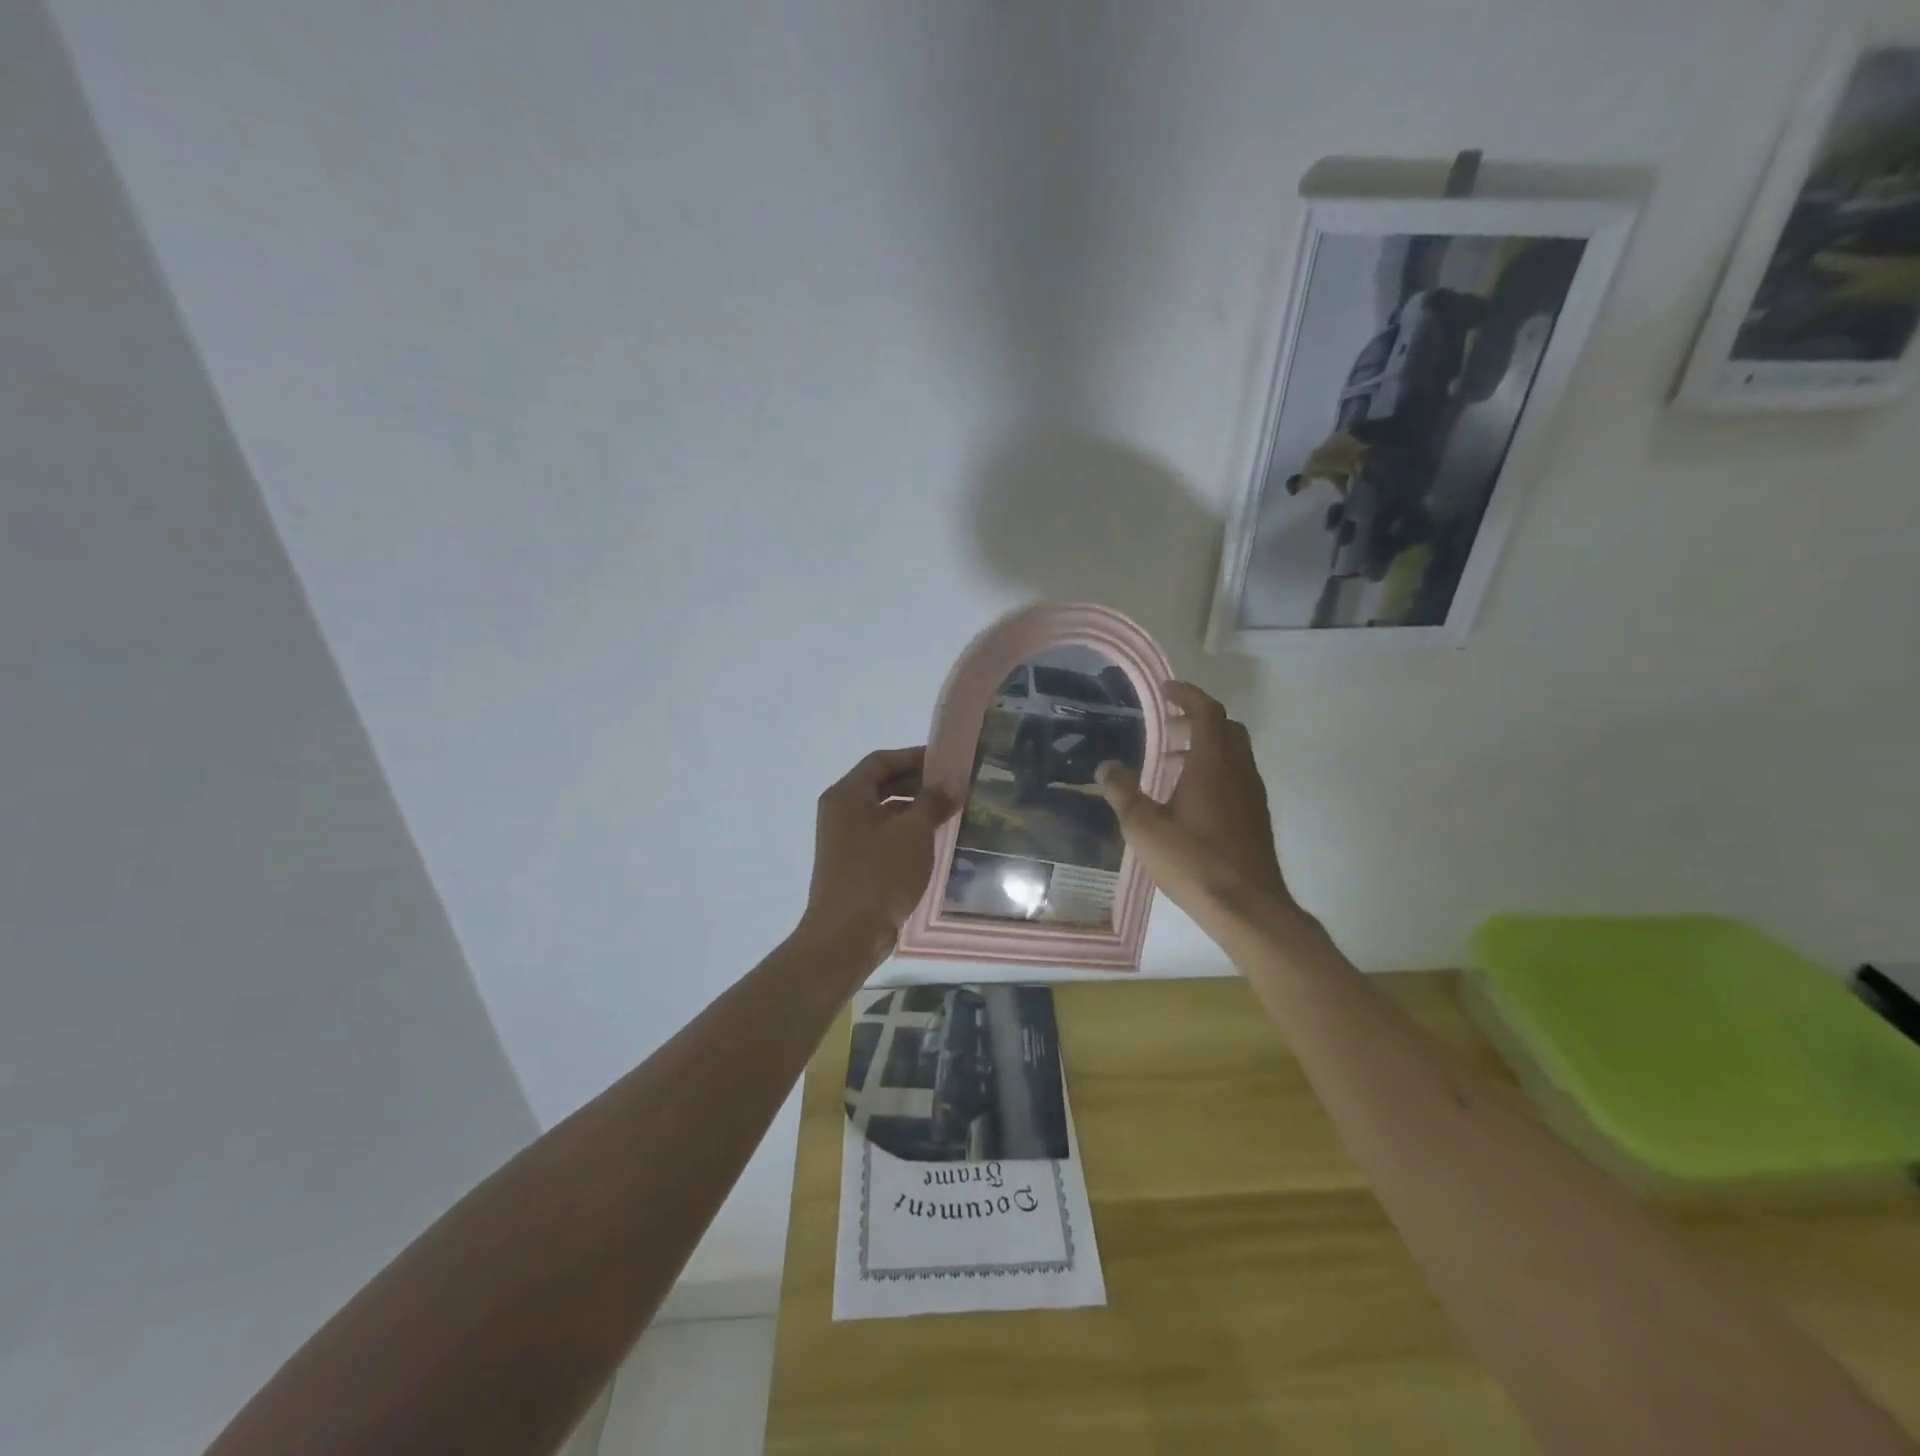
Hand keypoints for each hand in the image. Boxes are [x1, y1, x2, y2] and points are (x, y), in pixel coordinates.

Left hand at [803, 747, 955, 959]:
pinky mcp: (853, 862)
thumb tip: (952, 782)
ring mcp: (844, 838)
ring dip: (914, 809)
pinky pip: (882, 835)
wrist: (847, 935)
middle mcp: (841, 810)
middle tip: (953, 788)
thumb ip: (933, 801)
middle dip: (917, 783)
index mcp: (847, 794)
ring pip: (883, 811)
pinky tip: (932, 841)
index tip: (947, 763)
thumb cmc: (880, 874)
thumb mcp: (914, 832)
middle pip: (881, 784)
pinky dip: (905, 832)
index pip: (881, 760)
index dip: (914, 757)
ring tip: (949, 813)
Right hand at [1096, 682, 1292, 924]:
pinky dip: (1214, 770)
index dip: (1187, 694)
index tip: (1166, 690)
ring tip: (1170, 764)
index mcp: (1213, 763)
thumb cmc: (1193, 861)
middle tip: (1166, 728)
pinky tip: (1189, 799)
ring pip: (1233, 753)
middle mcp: (1239, 770)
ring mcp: (1252, 794)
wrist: (1248, 907)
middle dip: (1196, 720)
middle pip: (1225, 727)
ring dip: (1205, 747)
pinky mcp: (1256, 817)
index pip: (1207, 711)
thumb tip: (1107, 766)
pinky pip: (1236, 776)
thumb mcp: (1144, 827)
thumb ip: (1123, 792)